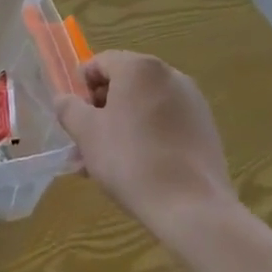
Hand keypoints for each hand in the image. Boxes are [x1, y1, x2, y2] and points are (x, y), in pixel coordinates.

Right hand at [54, 51, 235, 227]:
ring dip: (120, 128)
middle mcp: (170, 76)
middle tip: (84, 143)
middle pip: (123, 85)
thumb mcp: (86, 133)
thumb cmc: (131, 160)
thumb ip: (69, 108)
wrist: (192, 208)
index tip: (74, 117)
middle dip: (100, 112)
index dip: (81, 87)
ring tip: (103, 165)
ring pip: (143, 108)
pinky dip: (146, 137)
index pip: (100, 63)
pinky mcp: (206, 130)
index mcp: (140, 68)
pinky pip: (165, 124)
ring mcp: (193, 103)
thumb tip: (65, 99)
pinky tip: (134, 169)